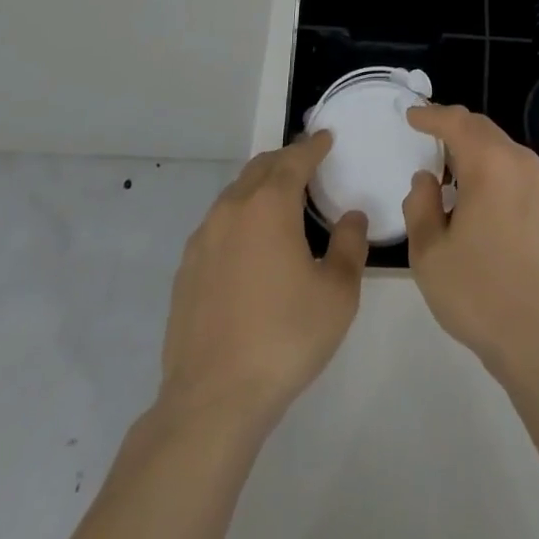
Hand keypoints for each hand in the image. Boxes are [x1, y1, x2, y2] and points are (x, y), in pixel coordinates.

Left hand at [158, 132, 367, 426]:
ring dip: (260, 187)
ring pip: (235, 193)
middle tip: (307, 165)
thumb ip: (350, 245)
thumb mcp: (338, 294)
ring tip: (280, 202)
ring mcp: (203, 238)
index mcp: (270, 205)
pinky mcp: (186, 269)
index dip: (314, 146)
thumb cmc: (285, 338)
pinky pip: (218, 224)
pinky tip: (250, 245)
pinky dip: (239, 218)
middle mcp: (233, 209)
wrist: (212, 400)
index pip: (295, 159)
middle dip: (285, 160)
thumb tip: (351, 217)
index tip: (326, 138)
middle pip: (261, 167)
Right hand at [401, 106, 538, 383]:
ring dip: (481, 156)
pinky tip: (492, 210)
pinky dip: (502, 180)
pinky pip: (525, 180)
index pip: (457, 122)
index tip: (413, 116)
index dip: (432, 115)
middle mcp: (523, 164)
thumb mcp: (429, 254)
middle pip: (485, 131)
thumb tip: (427, 180)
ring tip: (459, 178)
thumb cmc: (479, 294)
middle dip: (457, 130)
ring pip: (507, 155)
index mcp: (490, 164)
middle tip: (432, 139)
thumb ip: (420, 205)